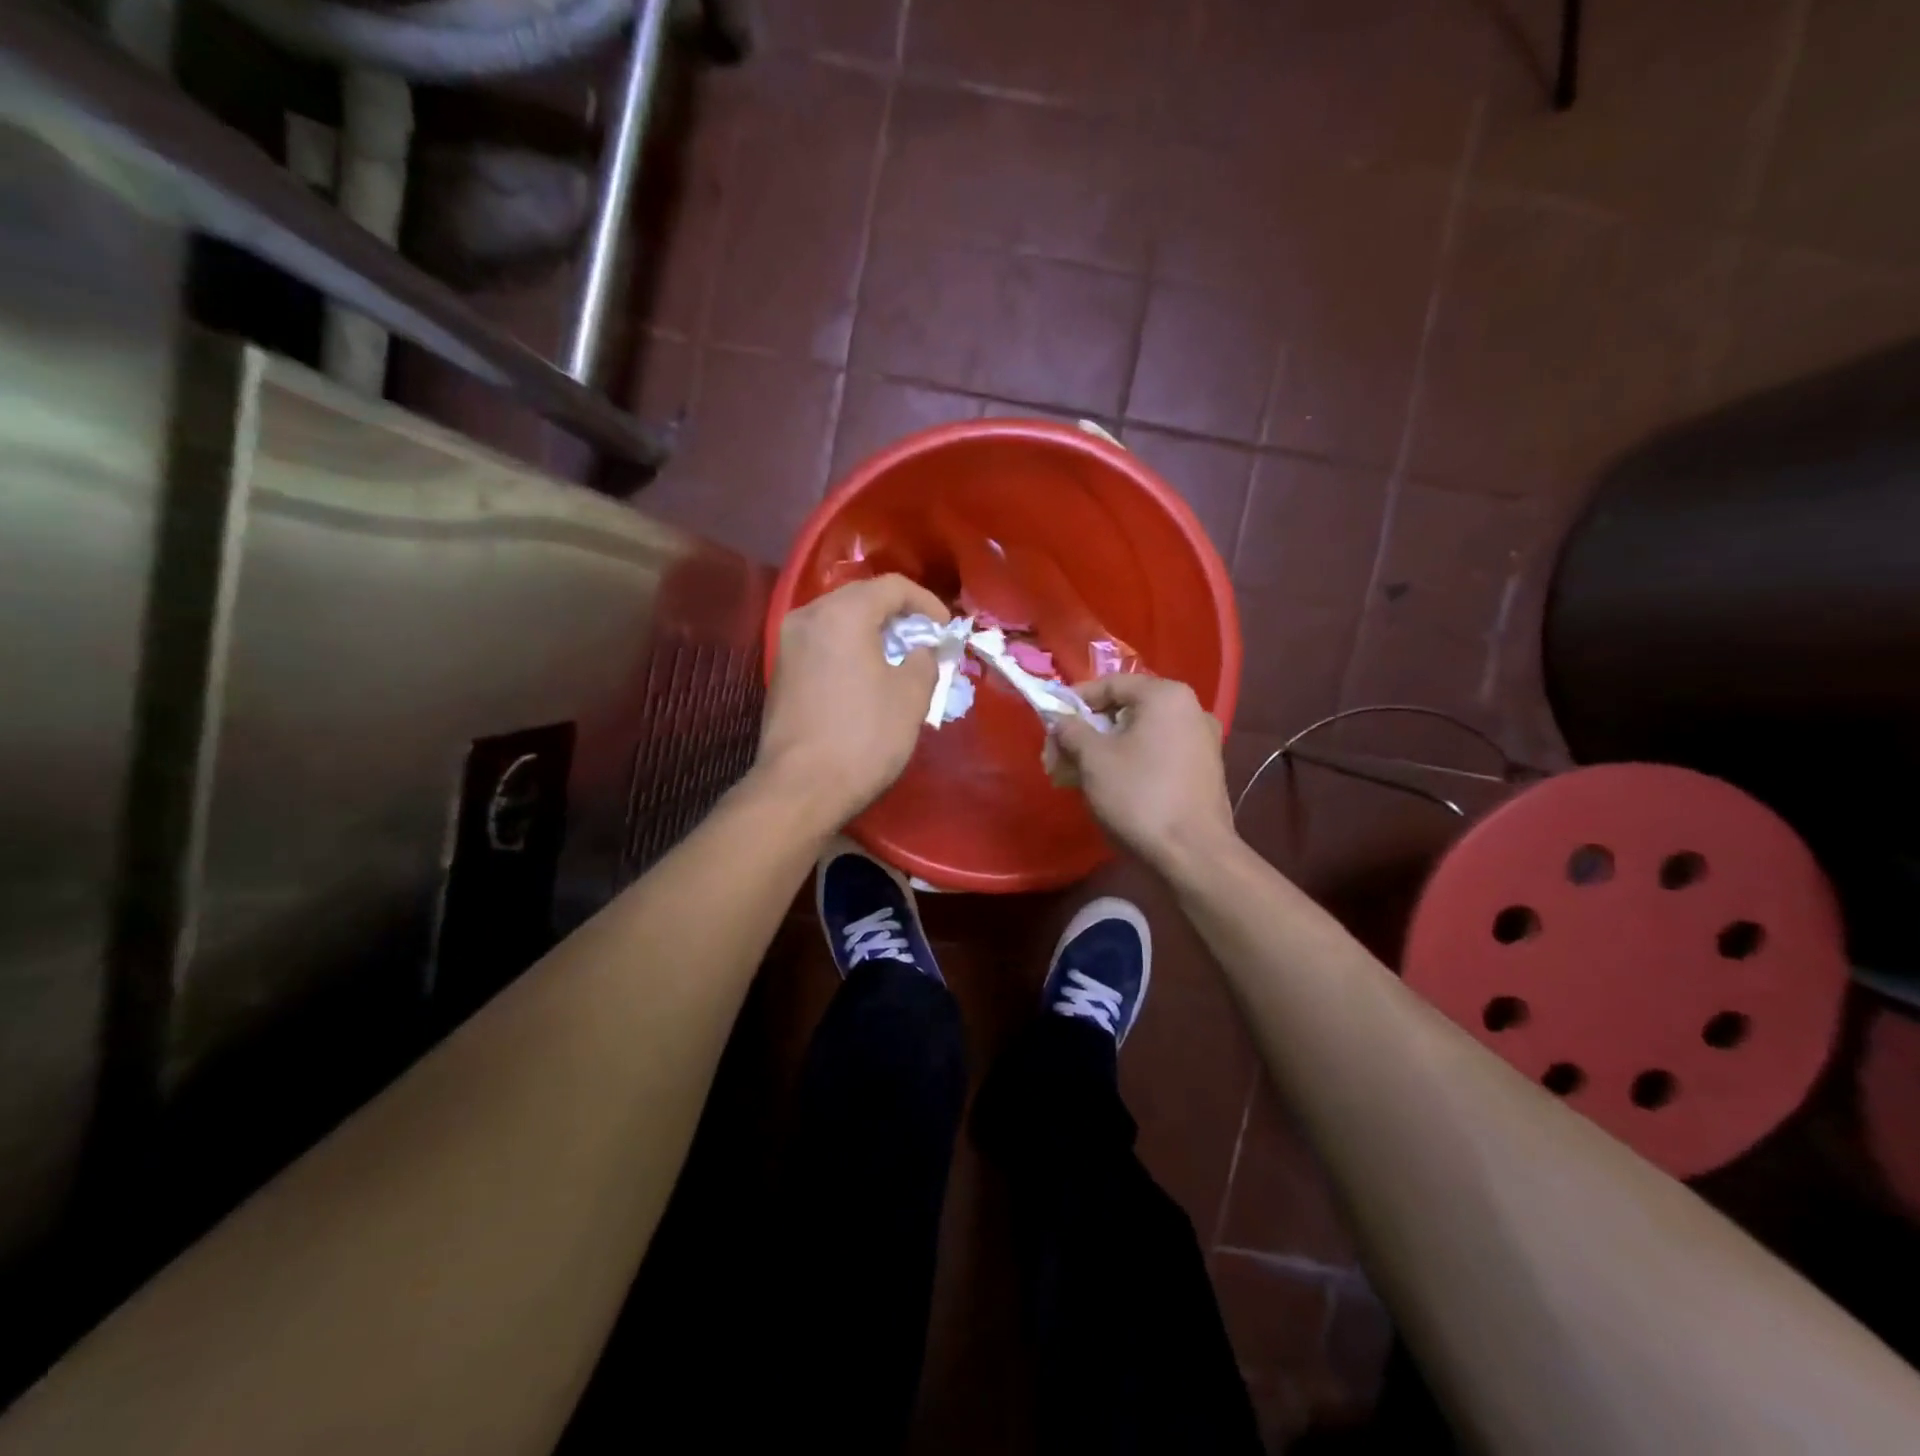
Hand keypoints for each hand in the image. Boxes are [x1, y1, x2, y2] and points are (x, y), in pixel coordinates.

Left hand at [757, 574, 949, 830]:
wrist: (800, 788)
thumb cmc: (863, 737)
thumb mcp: (911, 697)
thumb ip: (924, 660)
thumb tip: (922, 650)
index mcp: (842, 613)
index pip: (892, 586)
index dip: (927, 603)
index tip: (945, 630)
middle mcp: (808, 617)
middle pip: (861, 598)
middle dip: (898, 616)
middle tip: (925, 642)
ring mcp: (788, 644)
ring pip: (839, 621)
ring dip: (873, 633)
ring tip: (899, 660)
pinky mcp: (780, 672)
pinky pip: (823, 644)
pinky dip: (849, 650)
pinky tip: (867, 676)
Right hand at [1047, 673, 1238, 873]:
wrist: (1193, 854)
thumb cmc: (1139, 796)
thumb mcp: (1093, 759)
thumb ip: (1071, 730)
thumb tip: (1060, 720)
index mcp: (1166, 696)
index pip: (1110, 684)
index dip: (1075, 701)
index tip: (1051, 724)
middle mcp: (1191, 709)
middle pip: (1125, 710)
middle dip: (1087, 732)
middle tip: (1059, 757)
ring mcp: (1202, 742)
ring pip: (1140, 735)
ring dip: (1105, 750)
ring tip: (1078, 777)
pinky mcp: (1204, 771)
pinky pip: (1158, 754)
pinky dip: (1130, 763)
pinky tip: (1110, 788)